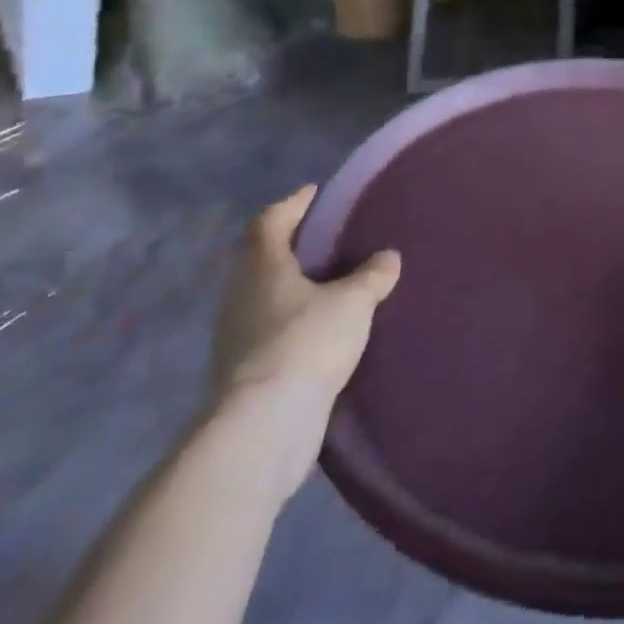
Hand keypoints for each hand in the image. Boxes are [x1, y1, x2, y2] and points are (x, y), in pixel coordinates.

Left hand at [211, 187, 399, 472]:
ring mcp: (236, 336)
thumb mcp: (353, 302)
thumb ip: (372, 275)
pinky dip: (295, 322)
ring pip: (267, 296)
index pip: (271, 220)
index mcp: (262, 266)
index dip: (294, 204)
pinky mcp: (243, 372)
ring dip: (295, 288)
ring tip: (335, 284)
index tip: (317, 194)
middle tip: (334, 238)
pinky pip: (271, 331)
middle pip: (265, 257)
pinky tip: (323, 330)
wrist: (263, 429)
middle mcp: (241, 295)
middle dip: (296, 246)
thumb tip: (387, 257)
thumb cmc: (305, 343)